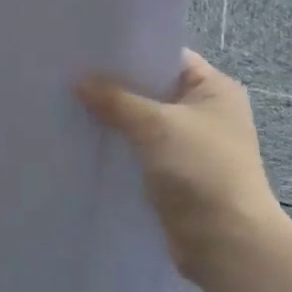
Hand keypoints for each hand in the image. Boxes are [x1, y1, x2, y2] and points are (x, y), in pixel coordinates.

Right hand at [78, 50, 283, 288]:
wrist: (224, 241)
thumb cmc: (201, 170)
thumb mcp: (157, 125)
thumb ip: (117, 100)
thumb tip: (80, 82)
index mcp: (214, 89)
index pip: (167, 58)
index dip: (130, 53)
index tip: (89, 50)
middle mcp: (204, 113)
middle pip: (151, 91)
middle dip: (114, 87)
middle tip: (69, 76)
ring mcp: (188, 146)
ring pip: (141, 124)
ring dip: (112, 120)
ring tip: (67, 105)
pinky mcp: (172, 175)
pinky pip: (138, 152)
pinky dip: (117, 148)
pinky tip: (83, 141)